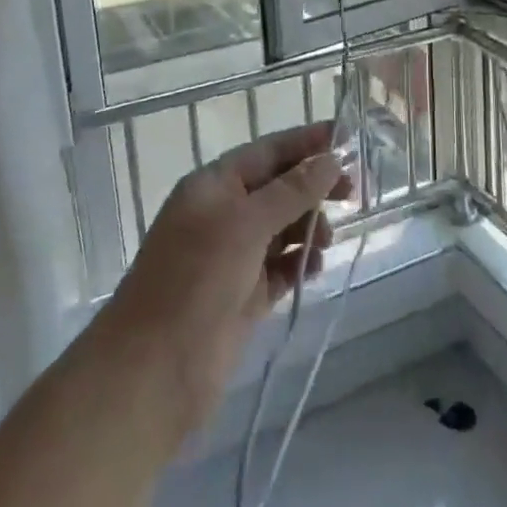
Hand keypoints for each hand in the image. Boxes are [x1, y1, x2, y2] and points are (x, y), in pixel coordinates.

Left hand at [103, 122, 352, 433]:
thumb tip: (330, 159)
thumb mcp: (246, 224)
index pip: (267, 151)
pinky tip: (314, 268)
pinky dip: (298, 263)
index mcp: (213, 186)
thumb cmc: (196, 280)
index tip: (346, 135)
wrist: (154, 372)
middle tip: (352, 193)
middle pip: (278, 188)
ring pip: (282, 227)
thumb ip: (291, 191)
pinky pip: (280, 267)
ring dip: (308, 227)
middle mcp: (222, 214)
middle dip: (313, 187)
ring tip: (325, 241)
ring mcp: (232, 257)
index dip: (306, 142)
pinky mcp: (243, 296)